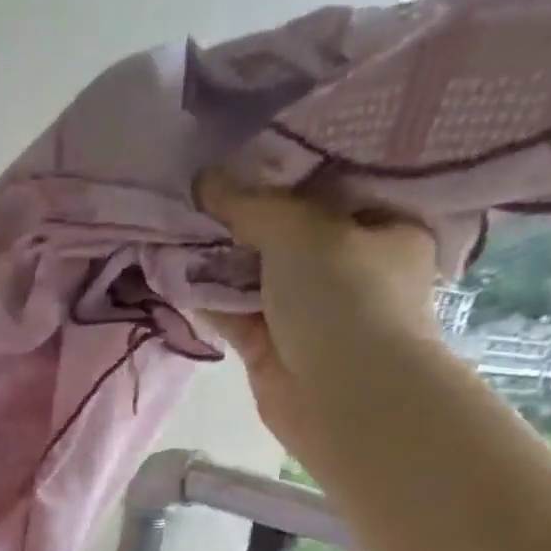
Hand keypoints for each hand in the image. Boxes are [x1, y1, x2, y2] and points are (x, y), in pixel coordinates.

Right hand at [192, 171, 441, 460]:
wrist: (345, 397)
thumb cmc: (346, 298)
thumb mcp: (301, 231)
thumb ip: (250, 203)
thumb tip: (204, 177)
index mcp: (380, 228)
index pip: (331, 188)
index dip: (285, 170)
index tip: (241, 152)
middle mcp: (347, 267)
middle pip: (285, 232)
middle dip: (240, 216)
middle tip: (196, 186)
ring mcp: (306, 310)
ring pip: (253, 274)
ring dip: (216, 256)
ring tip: (171, 222)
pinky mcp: (270, 346)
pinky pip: (232, 312)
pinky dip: (205, 295)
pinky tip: (169, 271)